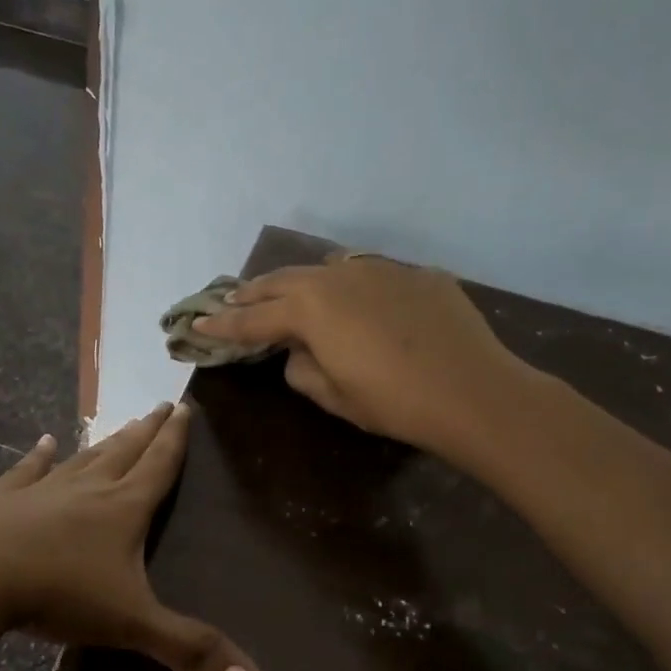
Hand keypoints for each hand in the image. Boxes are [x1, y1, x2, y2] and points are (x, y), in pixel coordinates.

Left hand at [0, 403, 265, 670]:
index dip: (175, 440)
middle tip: (161, 405)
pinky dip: (36, 458)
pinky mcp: (1, 502)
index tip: (184, 408)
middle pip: (124, 453)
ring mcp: (40, 491)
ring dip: (104, 443)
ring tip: (120, 424)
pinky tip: (43, 443)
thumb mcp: (132, 625)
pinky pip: (25, 472)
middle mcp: (86, 490)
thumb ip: (192, 653)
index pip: (159, 467)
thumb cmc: (58, 593)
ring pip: (82, 459)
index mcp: (123, 510)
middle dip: (147, 431)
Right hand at [191, 254, 530, 457]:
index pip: (254, 318)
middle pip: (284, 281)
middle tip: (233, 299)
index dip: (222, 323)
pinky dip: (350, 286)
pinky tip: (356, 300)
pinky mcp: (417, 275)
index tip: (197, 323)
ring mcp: (381, 270)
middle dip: (254, 292)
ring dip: (300, 282)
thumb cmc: (393, 402)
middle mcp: (338, 278)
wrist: (474, 392)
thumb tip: (299, 352)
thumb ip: (302, 369)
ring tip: (288, 292)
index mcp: (310, 309)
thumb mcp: (334, 396)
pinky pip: (370, 274)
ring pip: (327, 268)